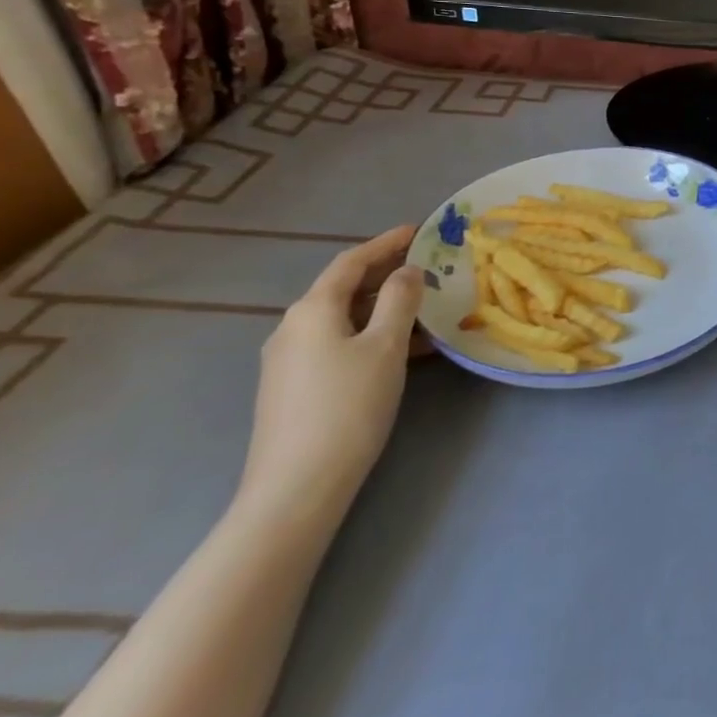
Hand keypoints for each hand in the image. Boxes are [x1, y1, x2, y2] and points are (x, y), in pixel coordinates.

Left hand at [238, 226, 423, 525]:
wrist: (297, 487)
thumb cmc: (348, 405)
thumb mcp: (386, 346)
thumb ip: (400, 300)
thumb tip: (407, 272)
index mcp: (312, 309)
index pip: (352, 261)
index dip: (387, 242)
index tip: (419, 230)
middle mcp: (293, 327)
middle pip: (344, 288)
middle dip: (386, 274)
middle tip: (428, 267)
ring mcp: (289, 360)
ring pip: (344, 318)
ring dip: (383, 308)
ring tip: (425, 309)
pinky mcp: (293, 387)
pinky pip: (337, 344)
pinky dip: (370, 334)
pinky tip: (401, 350)